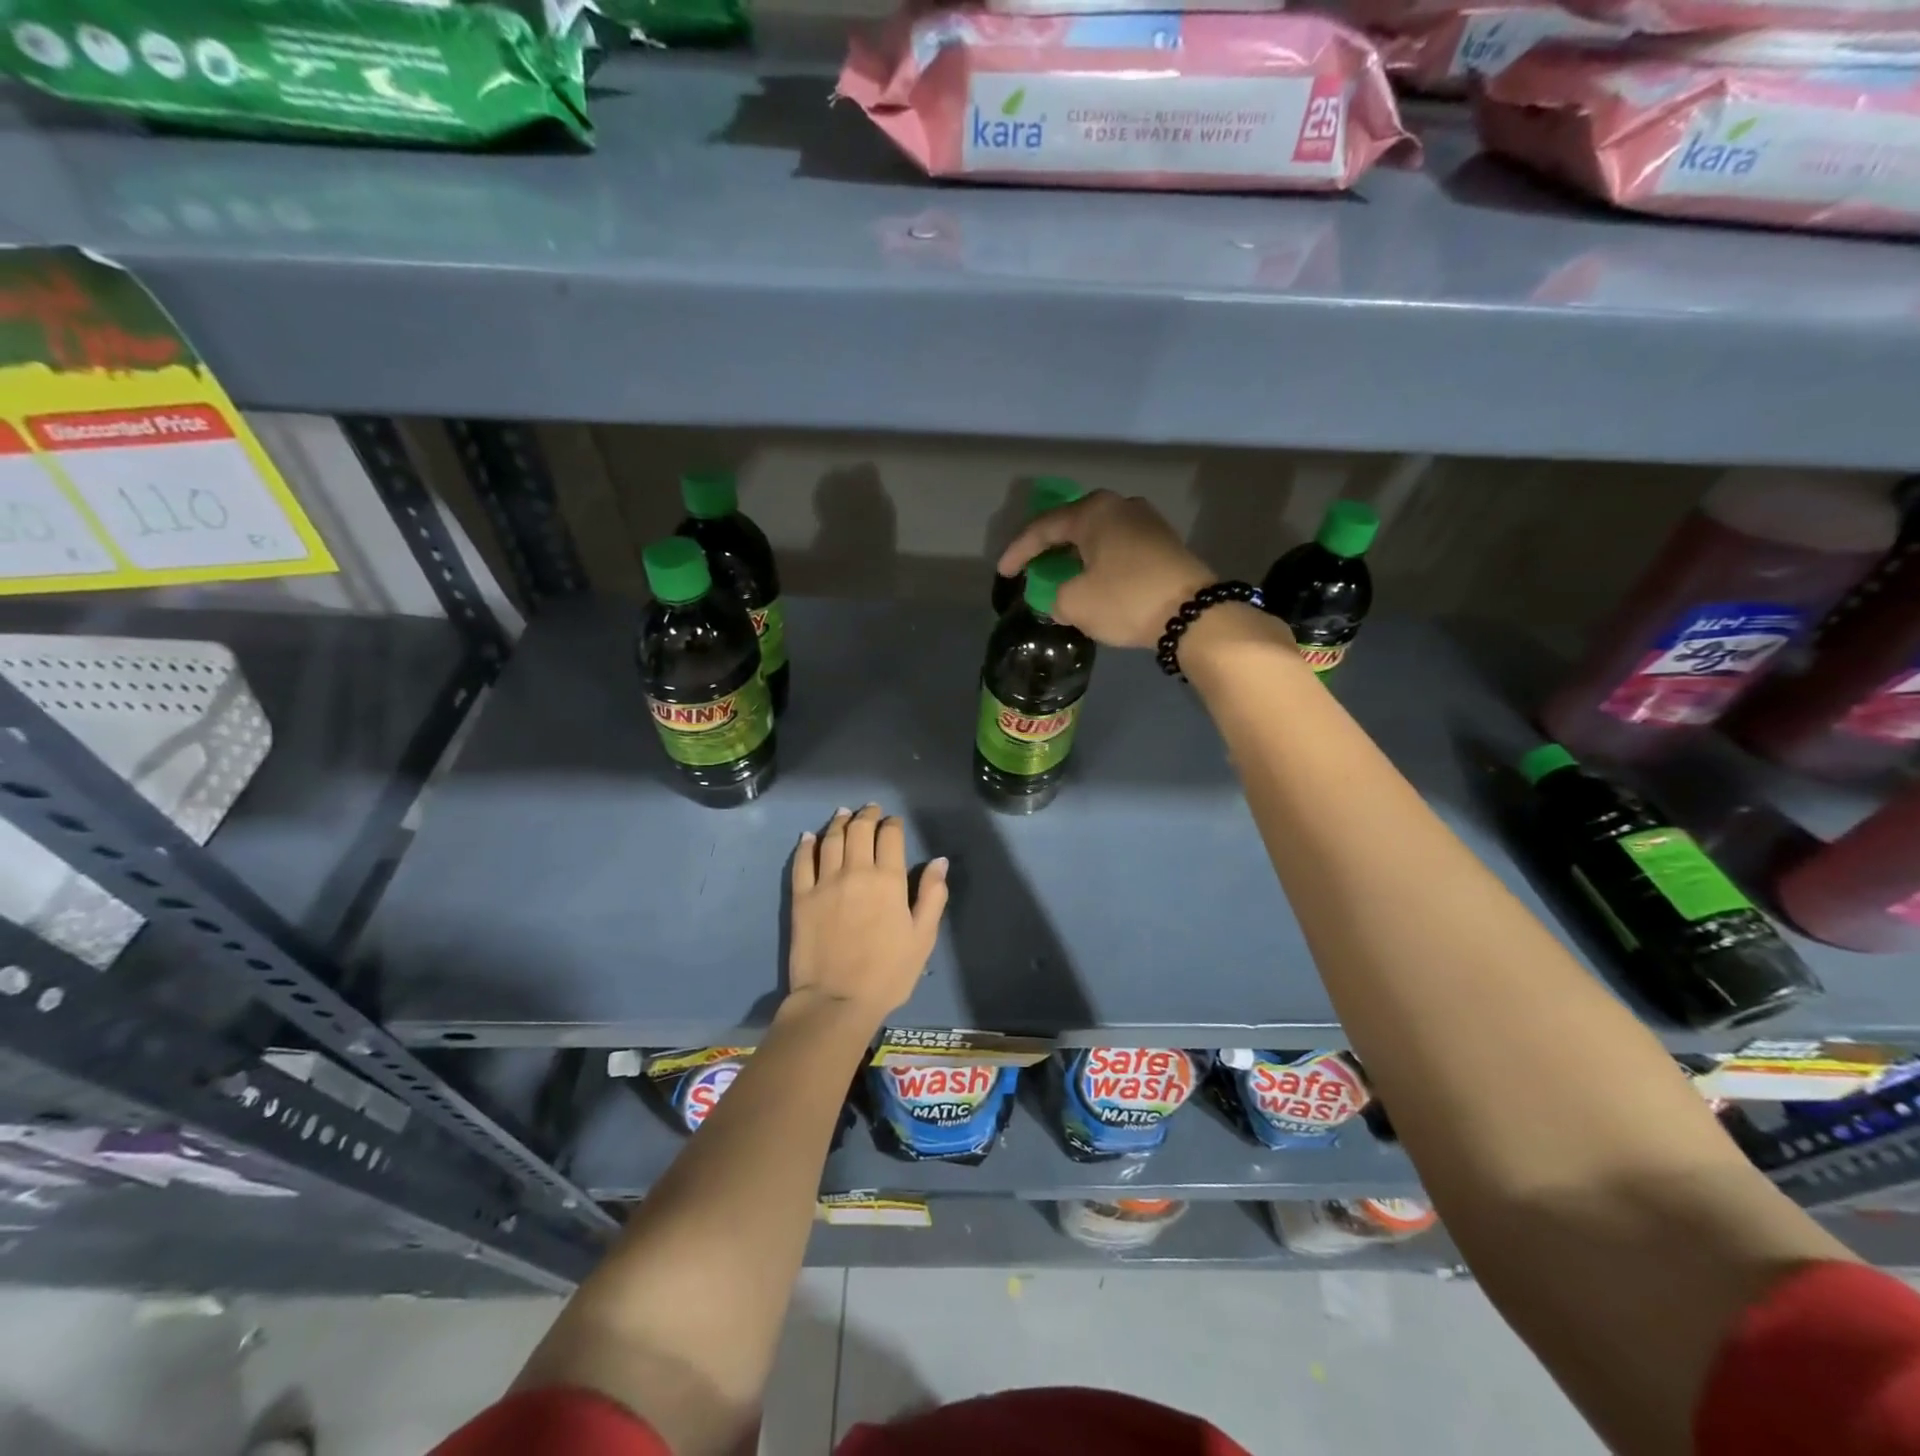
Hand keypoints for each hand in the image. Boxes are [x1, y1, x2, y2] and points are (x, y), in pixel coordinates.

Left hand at [787, 804, 948, 1023]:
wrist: (837, 1001)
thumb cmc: (888, 973)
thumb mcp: (923, 937)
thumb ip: (933, 895)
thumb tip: (940, 861)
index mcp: (889, 880)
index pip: (890, 836)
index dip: (892, 824)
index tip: (893, 823)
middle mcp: (856, 871)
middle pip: (859, 830)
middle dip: (866, 815)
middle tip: (870, 810)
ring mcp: (825, 882)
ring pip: (831, 839)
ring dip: (838, 823)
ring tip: (842, 814)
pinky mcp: (801, 897)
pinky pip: (802, 862)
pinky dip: (806, 845)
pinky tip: (808, 837)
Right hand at [997, 491, 1214, 648]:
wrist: (1194, 613)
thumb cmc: (1126, 599)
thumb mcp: (1075, 603)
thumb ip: (1054, 597)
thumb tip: (1059, 598)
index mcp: (1093, 512)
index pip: (1043, 527)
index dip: (1018, 552)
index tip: (1002, 573)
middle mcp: (1120, 506)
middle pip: (1072, 525)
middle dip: (1047, 548)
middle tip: (1029, 567)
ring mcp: (1146, 521)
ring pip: (1097, 536)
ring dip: (1075, 555)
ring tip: (1059, 575)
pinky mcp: (1163, 543)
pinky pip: (1118, 547)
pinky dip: (1098, 561)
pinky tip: (1092, 579)